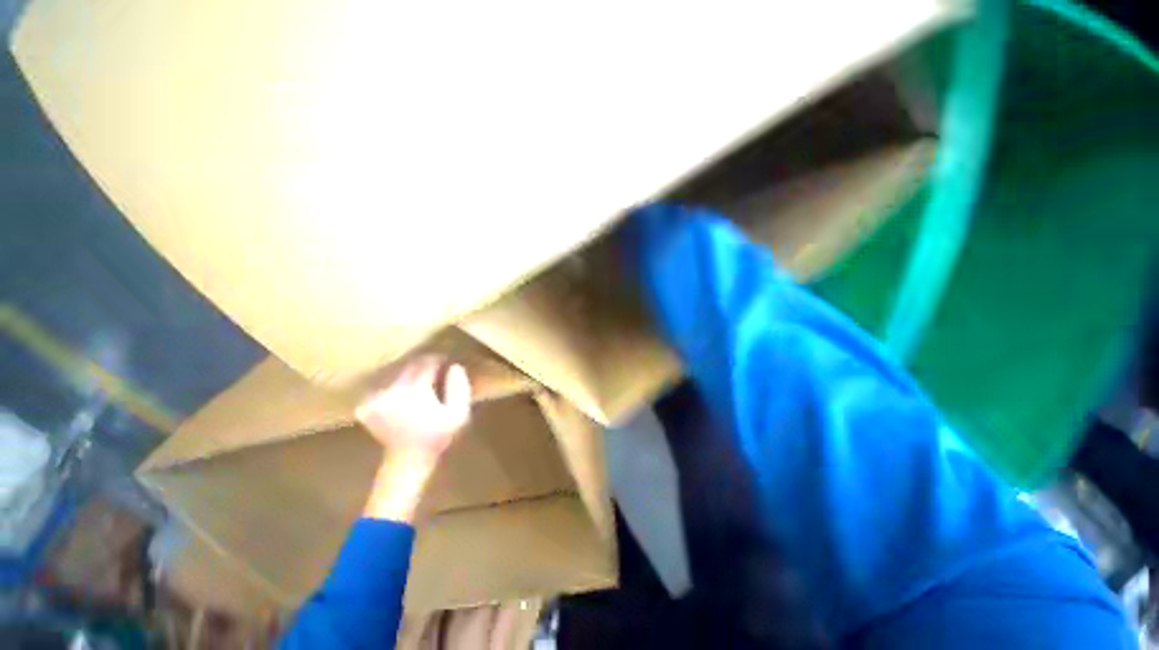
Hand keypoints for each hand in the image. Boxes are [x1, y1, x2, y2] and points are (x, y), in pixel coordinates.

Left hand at [357, 356, 471, 521]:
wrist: (408, 460)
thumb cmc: (438, 436)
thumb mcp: (459, 413)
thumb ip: (460, 388)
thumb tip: (454, 367)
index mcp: (415, 389)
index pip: (427, 362)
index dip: (439, 360)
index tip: (447, 364)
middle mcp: (392, 389)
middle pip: (410, 365)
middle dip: (424, 366)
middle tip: (436, 372)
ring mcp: (376, 398)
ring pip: (396, 374)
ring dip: (410, 374)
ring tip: (421, 383)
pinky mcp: (366, 406)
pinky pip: (384, 386)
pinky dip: (395, 386)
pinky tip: (404, 396)